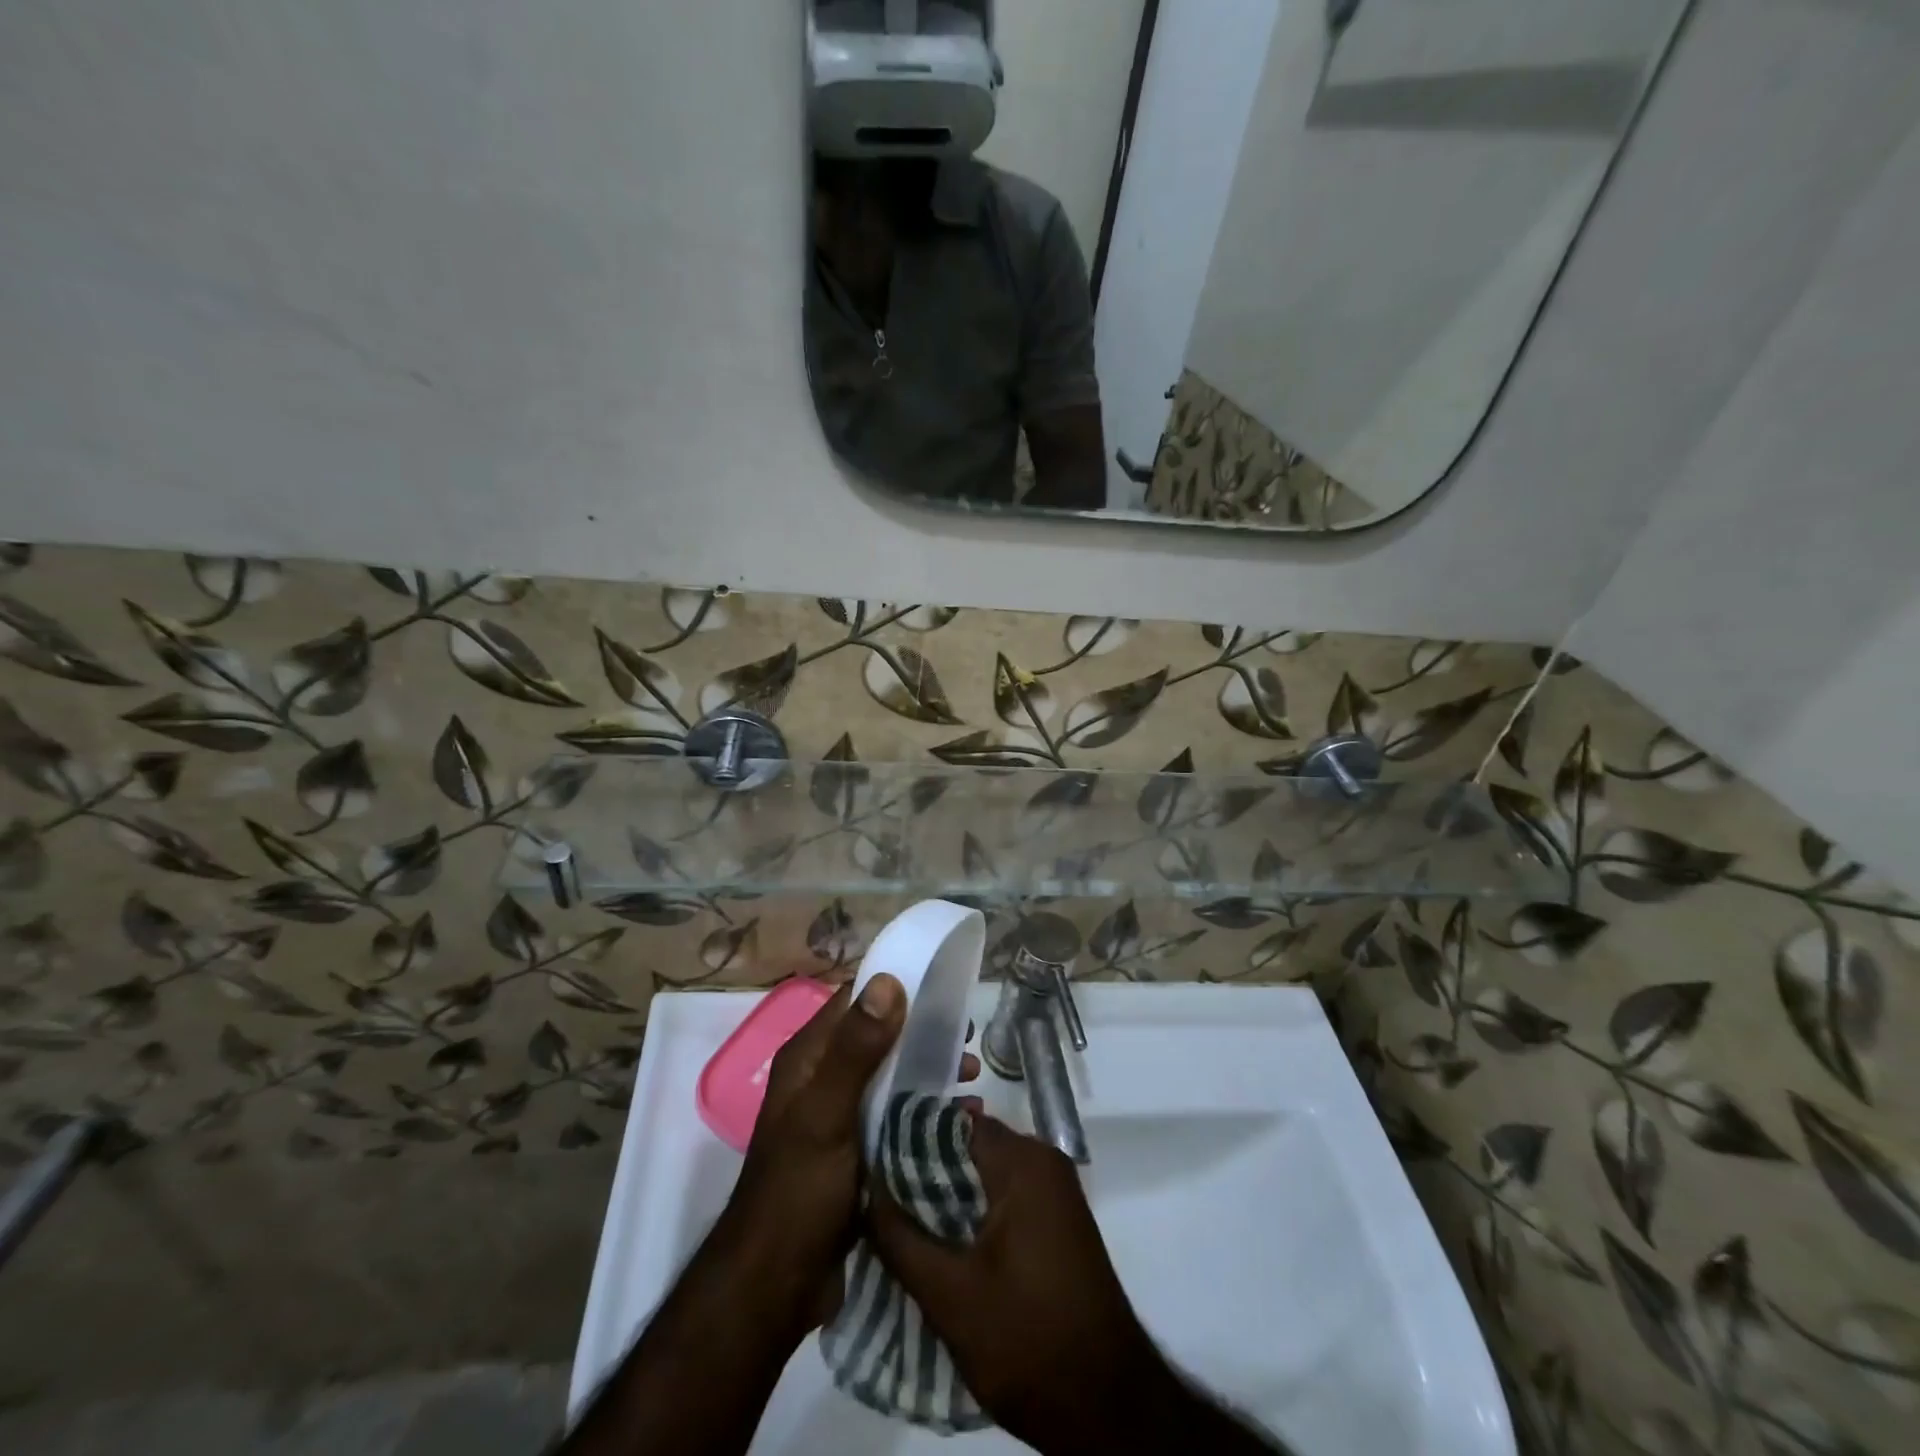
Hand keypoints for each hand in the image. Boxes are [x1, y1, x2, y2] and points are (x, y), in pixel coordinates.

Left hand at [724, 975, 978, 1330]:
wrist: (775, 1289)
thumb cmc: (796, 1192)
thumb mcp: (826, 1115)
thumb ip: (856, 1050)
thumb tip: (888, 981)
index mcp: (809, 1058)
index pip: (855, 1000)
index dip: (897, 987)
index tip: (944, 984)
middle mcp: (825, 1078)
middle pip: (881, 1038)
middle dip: (923, 1033)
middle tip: (967, 1037)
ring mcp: (844, 1117)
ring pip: (894, 1077)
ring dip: (931, 1073)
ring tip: (971, 1080)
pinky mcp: (861, 1152)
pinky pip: (899, 1117)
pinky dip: (928, 1111)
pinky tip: (964, 1122)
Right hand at [866, 1114, 1173, 1452]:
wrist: (1107, 1407)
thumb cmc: (1027, 1340)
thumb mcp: (949, 1295)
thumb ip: (901, 1238)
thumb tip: (865, 1190)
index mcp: (1023, 1161)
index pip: (953, 1122)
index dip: (908, 1138)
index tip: (870, 1160)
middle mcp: (1043, 1161)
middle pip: (969, 1146)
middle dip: (923, 1170)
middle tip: (877, 1195)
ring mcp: (1055, 1191)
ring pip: (985, 1173)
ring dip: (946, 1194)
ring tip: (898, 1220)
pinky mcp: (1057, 1221)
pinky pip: (1004, 1196)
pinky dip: (972, 1211)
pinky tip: (939, 1242)